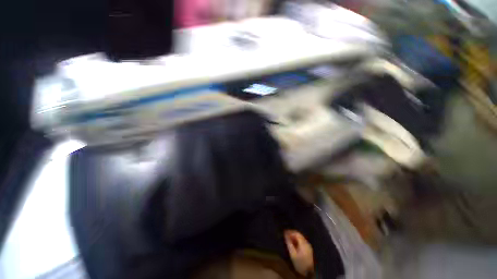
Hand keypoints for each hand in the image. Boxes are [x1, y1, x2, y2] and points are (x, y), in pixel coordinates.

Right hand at [284, 230, 313, 275]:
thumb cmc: (299, 263)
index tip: (284, 232)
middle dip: (292, 233)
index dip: (290, 231)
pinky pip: (302, 241)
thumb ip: (289, 243)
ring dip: (294, 237)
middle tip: (285, 235)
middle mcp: (307, 243)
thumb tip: (285, 235)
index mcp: (303, 243)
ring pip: (300, 238)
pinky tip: (293, 243)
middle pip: (299, 235)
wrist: (308, 273)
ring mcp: (308, 246)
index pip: (296, 233)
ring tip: (288, 238)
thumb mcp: (293, 254)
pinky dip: (297, 240)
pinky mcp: (308, 249)